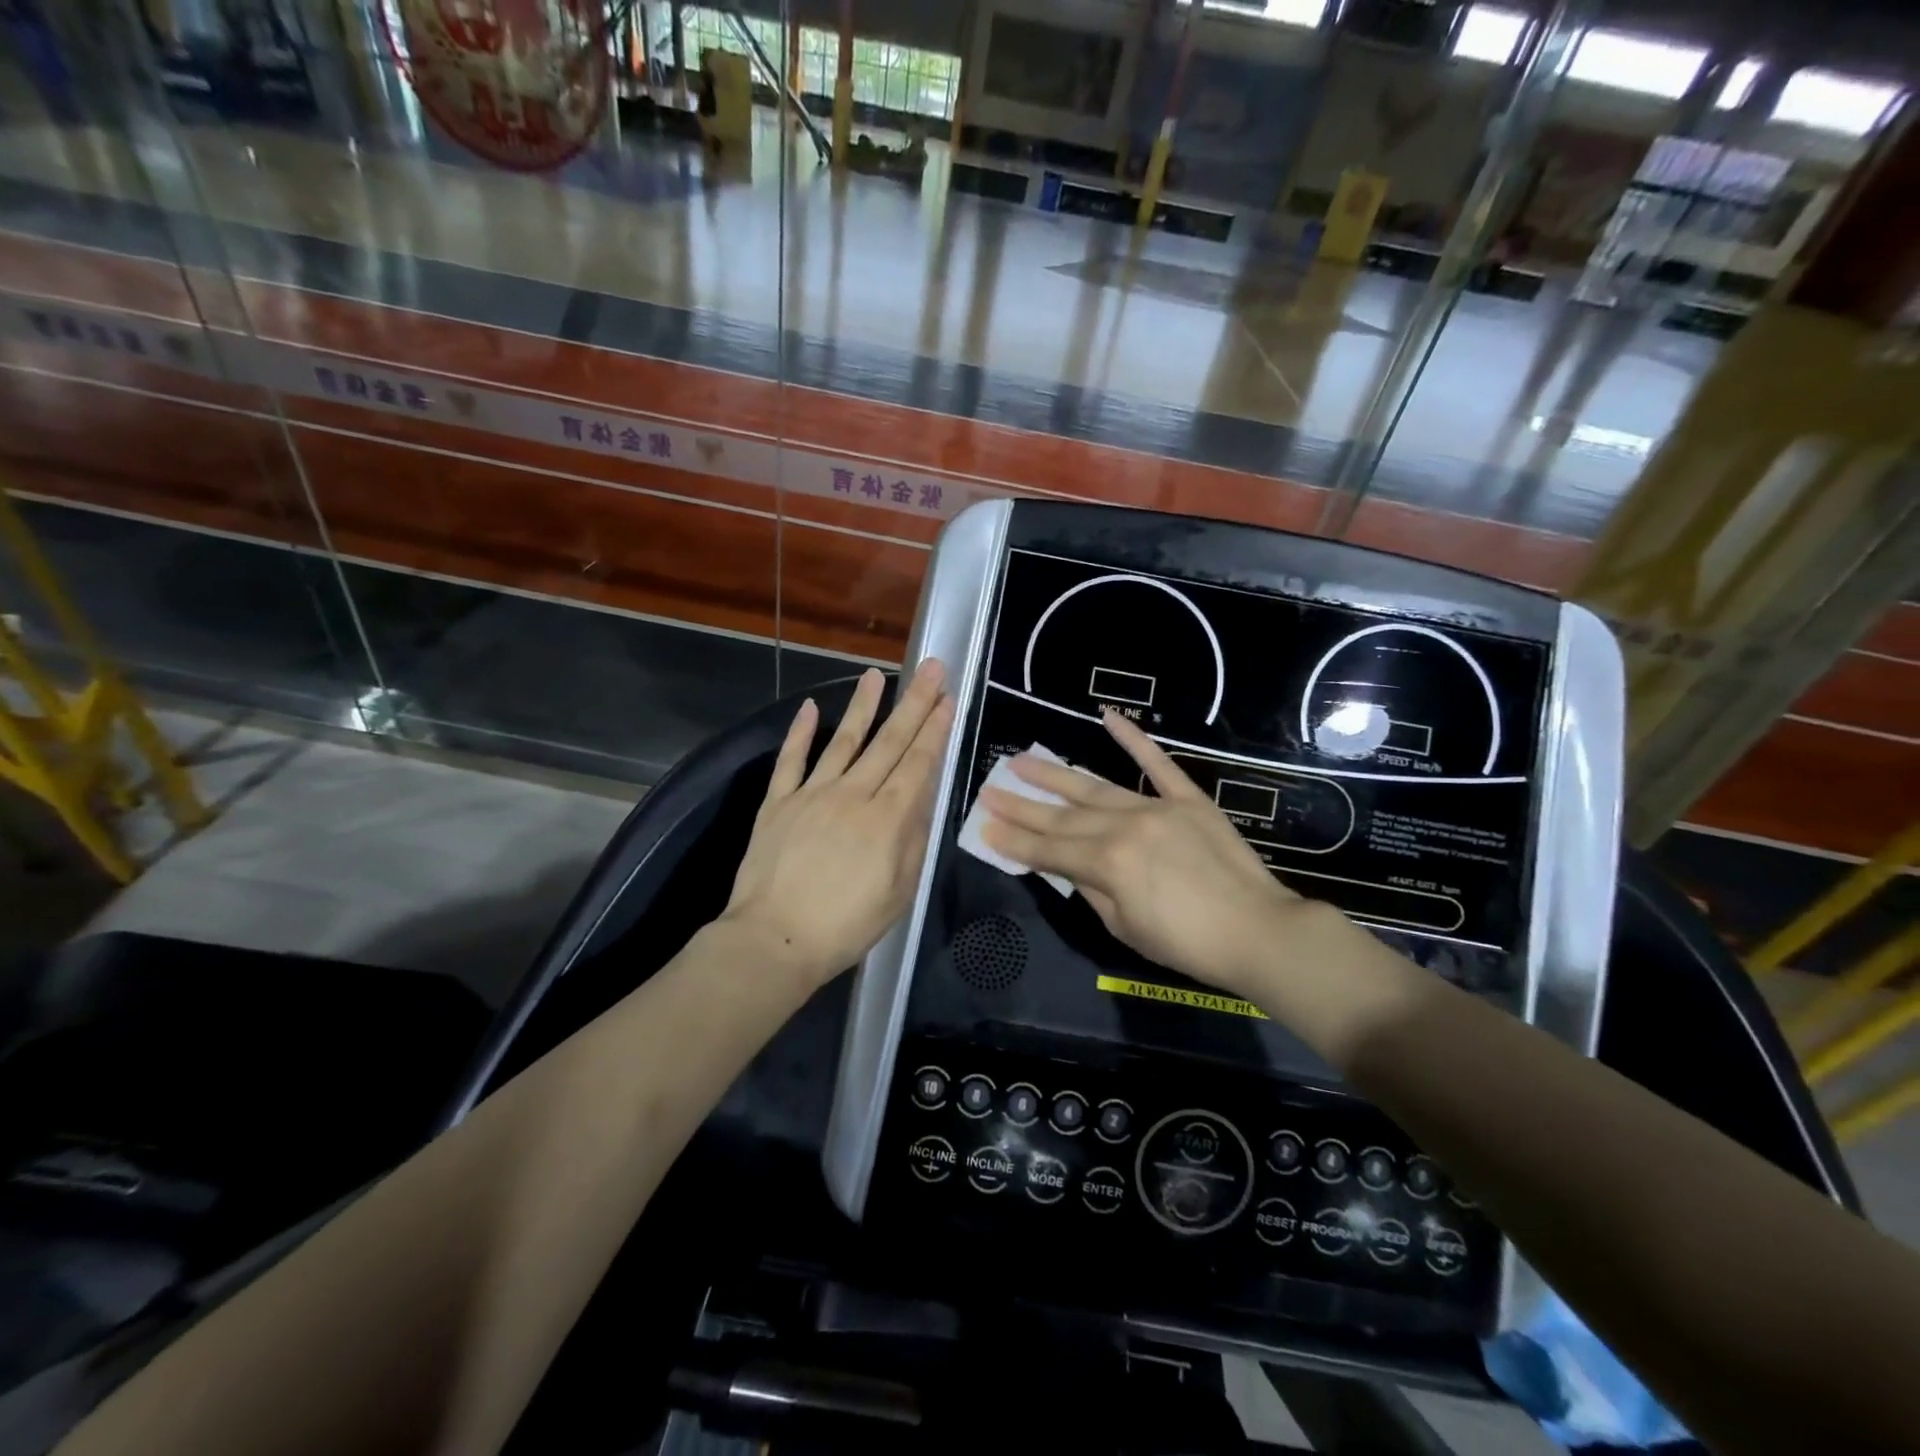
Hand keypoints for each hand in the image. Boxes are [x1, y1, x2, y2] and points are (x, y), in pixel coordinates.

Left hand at [722, 661, 952, 988]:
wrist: (774, 939)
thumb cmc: (846, 925)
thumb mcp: (900, 892)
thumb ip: (913, 840)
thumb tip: (921, 799)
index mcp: (887, 819)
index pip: (917, 763)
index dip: (934, 728)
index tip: (946, 698)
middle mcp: (853, 795)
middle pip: (888, 742)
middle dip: (913, 703)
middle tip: (929, 668)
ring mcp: (812, 794)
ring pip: (842, 740)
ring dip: (862, 705)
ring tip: (875, 674)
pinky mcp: (777, 803)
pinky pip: (790, 761)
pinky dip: (800, 733)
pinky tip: (809, 708)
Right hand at [981, 709, 1330, 998]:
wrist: (1259, 931)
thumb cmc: (1188, 944)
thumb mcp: (1125, 927)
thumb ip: (1091, 891)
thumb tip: (1070, 867)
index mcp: (1107, 864)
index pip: (1049, 849)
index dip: (1014, 839)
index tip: (985, 825)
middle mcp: (1124, 827)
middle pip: (1063, 815)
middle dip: (1022, 805)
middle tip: (989, 790)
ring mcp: (1156, 808)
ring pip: (1095, 787)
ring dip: (1055, 775)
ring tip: (1021, 760)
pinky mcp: (1187, 799)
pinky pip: (1157, 764)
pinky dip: (1133, 739)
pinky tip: (1107, 717)